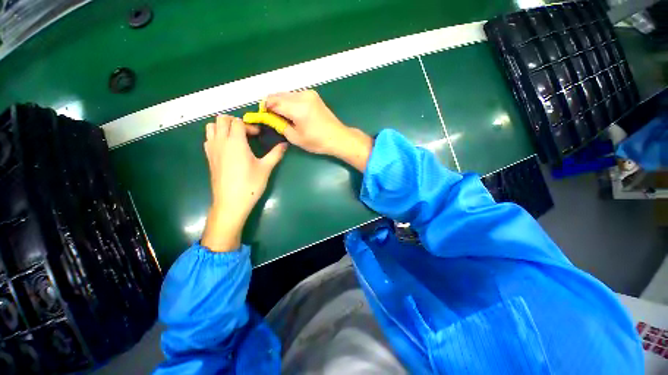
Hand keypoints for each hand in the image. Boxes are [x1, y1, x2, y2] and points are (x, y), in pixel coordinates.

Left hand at [201, 115, 285, 251]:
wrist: (231, 202)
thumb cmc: (250, 184)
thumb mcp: (266, 168)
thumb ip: (276, 153)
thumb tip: (285, 144)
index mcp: (235, 142)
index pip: (237, 122)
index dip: (249, 125)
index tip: (258, 135)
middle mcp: (221, 141)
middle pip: (221, 119)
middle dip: (234, 121)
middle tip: (247, 133)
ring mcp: (212, 149)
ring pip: (211, 127)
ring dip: (223, 127)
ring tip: (236, 137)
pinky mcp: (209, 158)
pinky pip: (208, 138)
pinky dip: (216, 136)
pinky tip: (227, 148)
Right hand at [265, 90, 372, 170]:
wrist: (338, 137)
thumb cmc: (317, 141)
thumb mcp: (295, 137)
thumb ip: (280, 125)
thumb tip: (270, 118)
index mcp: (298, 107)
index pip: (273, 101)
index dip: (265, 108)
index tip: (263, 116)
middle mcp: (302, 96)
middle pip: (279, 95)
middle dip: (272, 104)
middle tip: (272, 117)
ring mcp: (309, 93)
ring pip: (287, 94)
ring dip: (281, 102)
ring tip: (282, 116)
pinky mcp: (313, 95)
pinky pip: (295, 95)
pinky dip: (290, 101)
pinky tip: (292, 112)